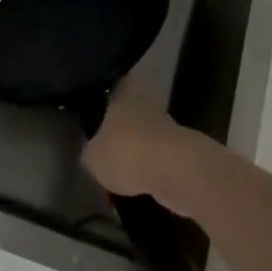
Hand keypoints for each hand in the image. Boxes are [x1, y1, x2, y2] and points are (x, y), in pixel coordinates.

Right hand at [82, 85, 208, 217]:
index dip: (103, 98)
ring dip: (136, 148)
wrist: (176, 172)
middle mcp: (146, 102)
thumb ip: (89, 153)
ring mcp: (167, 126)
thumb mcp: (93, 158)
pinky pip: (158, 156)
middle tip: (106, 144)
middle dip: (121, 126)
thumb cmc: (127, 152)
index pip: (111, 85)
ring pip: (145, 133)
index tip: (94, 109)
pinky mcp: (182, 151)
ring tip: (120, 170)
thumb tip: (90, 153)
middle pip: (130, 110)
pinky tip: (138, 184)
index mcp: (123, 92)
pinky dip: (149, 168)